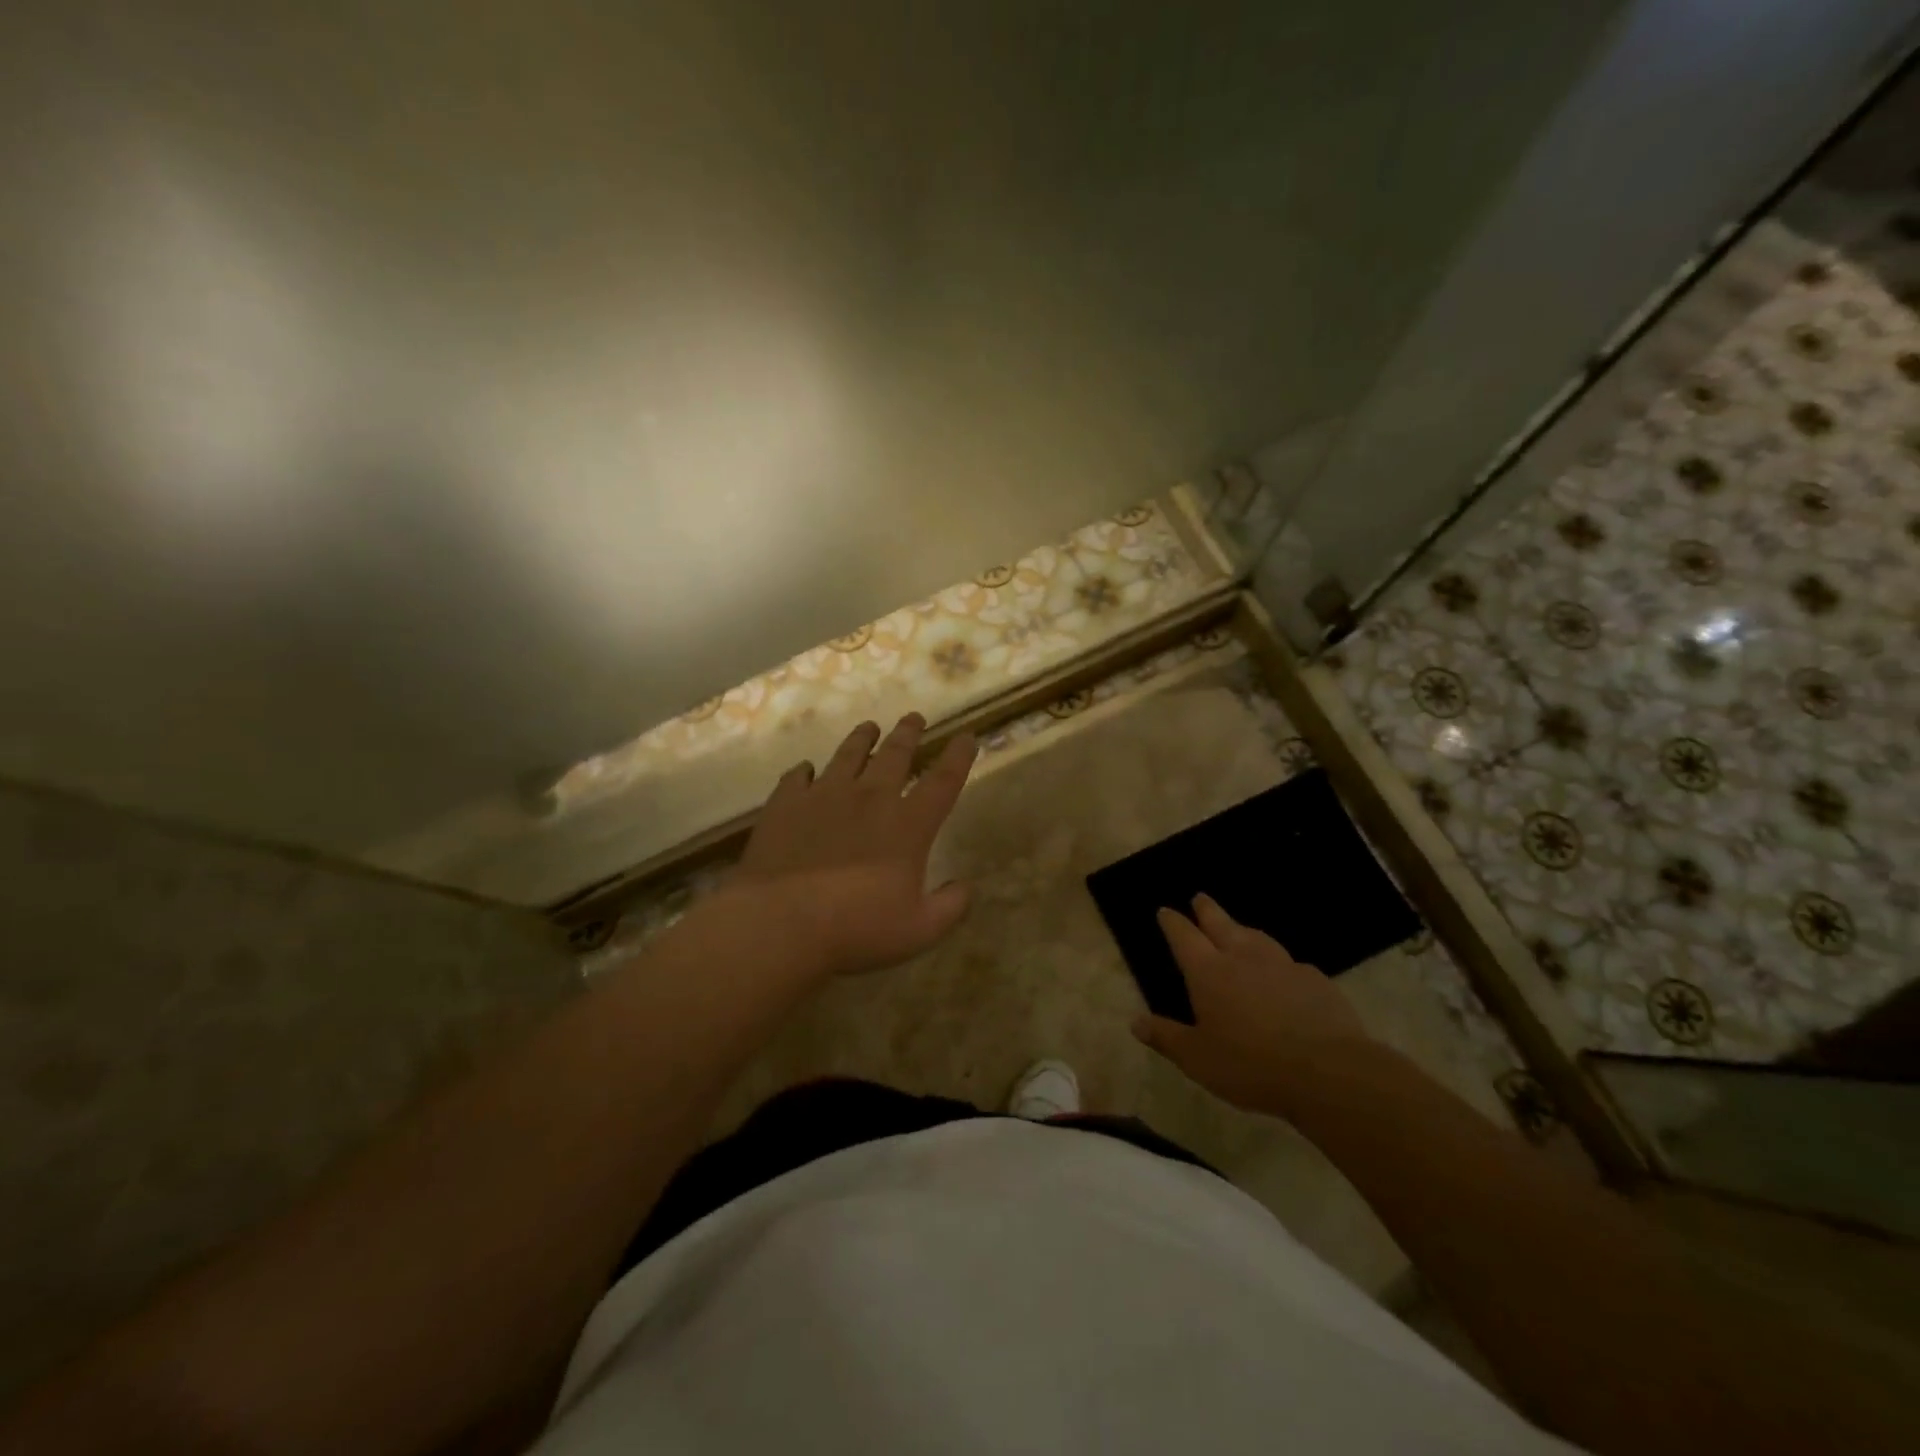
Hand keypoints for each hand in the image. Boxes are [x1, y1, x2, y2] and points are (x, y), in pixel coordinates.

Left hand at [726, 714, 978, 976]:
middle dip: (909, 733)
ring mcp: (824, 795)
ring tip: (869, 726)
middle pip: (895, 754)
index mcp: (908, 825)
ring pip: (848, 755)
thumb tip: (965, 887)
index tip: (967, 737)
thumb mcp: (919, 930)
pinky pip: (797, 777)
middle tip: (914, 717)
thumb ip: (950, 907)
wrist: (781, 921)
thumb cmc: (857, 928)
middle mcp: (870, 798)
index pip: (943, 780)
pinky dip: (805, 770)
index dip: (959, 756)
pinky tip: (805, 769)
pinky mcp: (786, 804)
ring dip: (862, 738)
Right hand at [1133, 895, 1370, 1114]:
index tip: (1165, 910)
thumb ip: (1166, 1037)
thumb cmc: (1250, 1065)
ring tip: (1239, 928)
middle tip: (1200, 897)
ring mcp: (1282, 965)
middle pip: (1221, 923)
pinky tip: (1284, 972)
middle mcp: (1243, 958)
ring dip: (1244, 929)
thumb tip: (1136, 1022)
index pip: (1184, 937)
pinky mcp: (1315, 980)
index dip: (1172, 922)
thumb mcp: (1197, 1059)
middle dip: (1207, 909)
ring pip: (1257, 936)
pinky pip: (1290, 963)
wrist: (1327, 1072)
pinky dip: (1279, 962)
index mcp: (1208, 972)